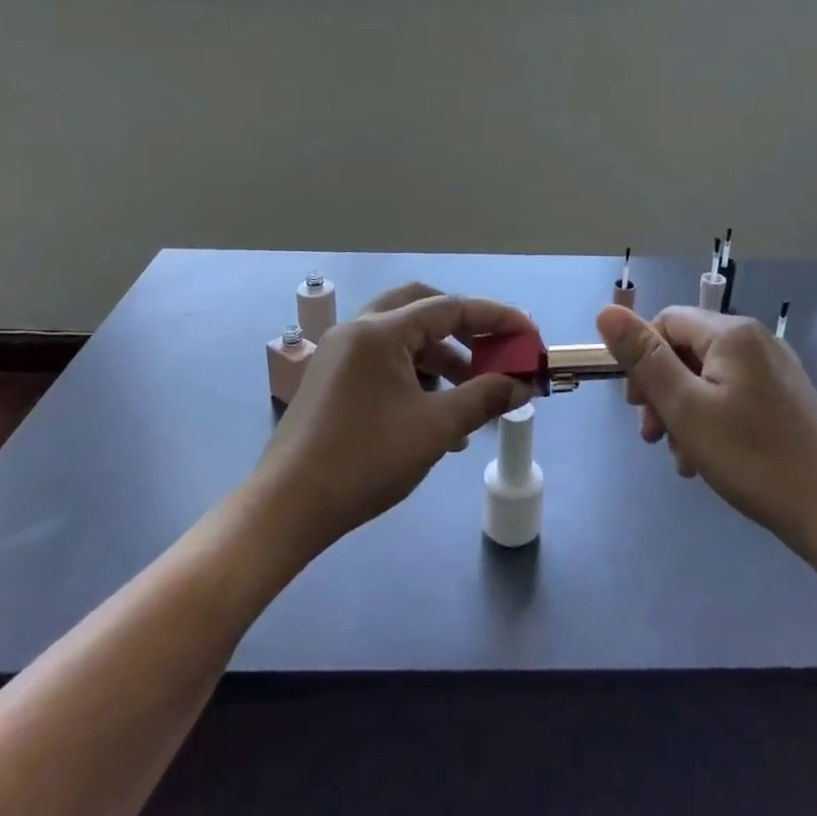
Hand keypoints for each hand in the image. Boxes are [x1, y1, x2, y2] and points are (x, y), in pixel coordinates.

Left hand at [251, 285, 535, 558]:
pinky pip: (383, 363)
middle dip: (464, 328)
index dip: (496, 318)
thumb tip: (522, 385)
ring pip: (402, 339)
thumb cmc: (365, 460)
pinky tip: (435, 417)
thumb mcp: (435, 429)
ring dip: (441, 358)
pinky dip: (414, 377)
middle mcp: (357, 330)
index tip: (529, 335)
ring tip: (470, 398)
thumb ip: (483, 398)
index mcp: (380, 331)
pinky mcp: (331, 380)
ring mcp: (340, 354)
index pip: (451, 308)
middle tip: (493, 351)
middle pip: (422, 308)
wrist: (288, 507)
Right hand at [597, 304, 816, 554]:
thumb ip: (644, 358)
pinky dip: (711, 419)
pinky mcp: (786, 397)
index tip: (635, 405)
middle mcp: (756, 340)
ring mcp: (776, 369)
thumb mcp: (685, 407)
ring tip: (680, 456)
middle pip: (687, 350)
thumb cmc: (751, 457)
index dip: (642, 358)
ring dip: (683, 411)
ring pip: (708, 376)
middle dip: (661, 390)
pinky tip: (707, 458)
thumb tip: (606, 312)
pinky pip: (733, 394)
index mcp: (732, 333)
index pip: (667, 322)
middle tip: (651, 435)